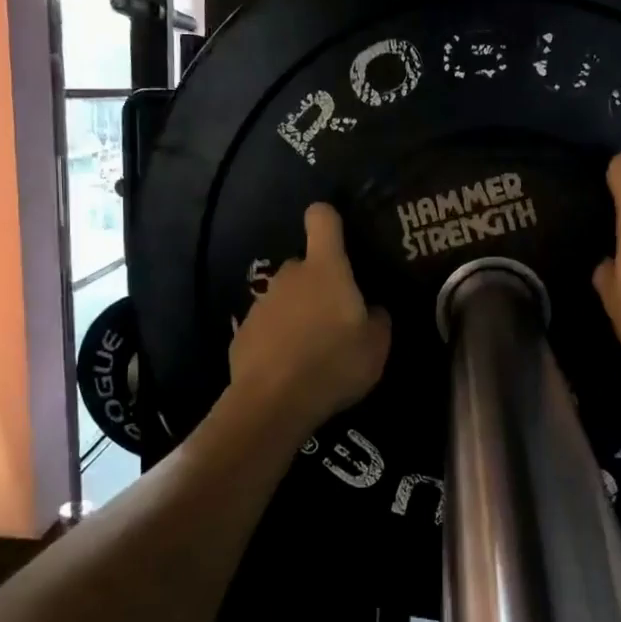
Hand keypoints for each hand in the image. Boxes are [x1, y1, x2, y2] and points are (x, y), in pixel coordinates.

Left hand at [228, 203, 390, 435]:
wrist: (273, 402)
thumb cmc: (334, 364)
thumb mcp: (377, 346)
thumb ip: (377, 320)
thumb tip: (371, 310)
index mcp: (326, 269)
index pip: (322, 219)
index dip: (330, 220)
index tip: (339, 236)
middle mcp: (290, 276)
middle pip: (305, 265)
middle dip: (320, 283)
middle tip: (337, 317)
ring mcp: (262, 303)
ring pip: (286, 297)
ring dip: (298, 313)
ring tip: (313, 350)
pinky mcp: (243, 332)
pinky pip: (268, 326)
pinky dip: (278, 339)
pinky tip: (288, 368)